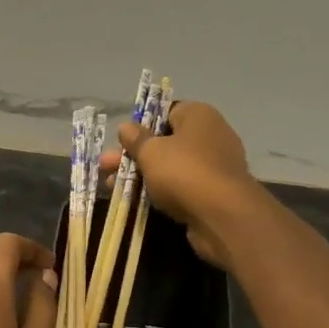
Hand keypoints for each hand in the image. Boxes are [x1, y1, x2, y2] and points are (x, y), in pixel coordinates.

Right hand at [102, 102, 259, 267]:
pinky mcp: (213, 193)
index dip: (141, 125)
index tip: (122, 141)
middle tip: (106, 167)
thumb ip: (136, 139)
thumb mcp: (151, 152)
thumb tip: (126, 127)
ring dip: (142, 175)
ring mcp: (214, 166)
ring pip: (171, 166)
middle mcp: (211, 135)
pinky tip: (136, 201)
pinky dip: (160, 191)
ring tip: (111, 187)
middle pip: (165, 141)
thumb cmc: (184, 172)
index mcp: (199, 115)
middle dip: (133, 155)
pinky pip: (181, 186)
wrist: (223, 216)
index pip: (166, 111)